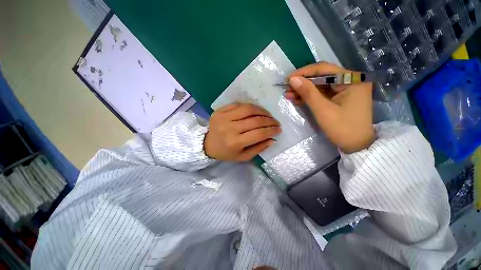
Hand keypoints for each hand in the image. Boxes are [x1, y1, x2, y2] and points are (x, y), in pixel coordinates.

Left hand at [204, 103, 280, 160]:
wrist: (207, 144)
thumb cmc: (226, 153)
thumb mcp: (243, 156)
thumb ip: (258, 149)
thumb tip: (272, 139)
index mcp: (235, 142)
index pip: (259, 133)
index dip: (271, 130)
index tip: (279, 129)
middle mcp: (230, 128)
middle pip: (255, 120)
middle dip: (269, 120)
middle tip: (275, 122)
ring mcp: (224, 117)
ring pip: (248, 109)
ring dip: (261, 110)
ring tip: (267, 114)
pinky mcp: (220, 111)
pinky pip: (238, 104)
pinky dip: (249, 107)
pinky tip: (254, 110)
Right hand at [285, 62, 373, 152]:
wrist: (356, 145)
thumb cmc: (342, 128)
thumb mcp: (323, 110)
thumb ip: (308, 93)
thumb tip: (293, 79)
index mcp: (352, 79)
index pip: (324, 69)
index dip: (304, 72)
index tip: (288, 78)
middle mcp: (350, 80)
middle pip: (322, 76)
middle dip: (303, 83)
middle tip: (287, 88)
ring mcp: (346, 89)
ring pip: (320, 85)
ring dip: (304, 90)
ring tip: (289, 95)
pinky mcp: (340, 97)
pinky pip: (323, 93)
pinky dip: (310, 96)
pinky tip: (298, 98)